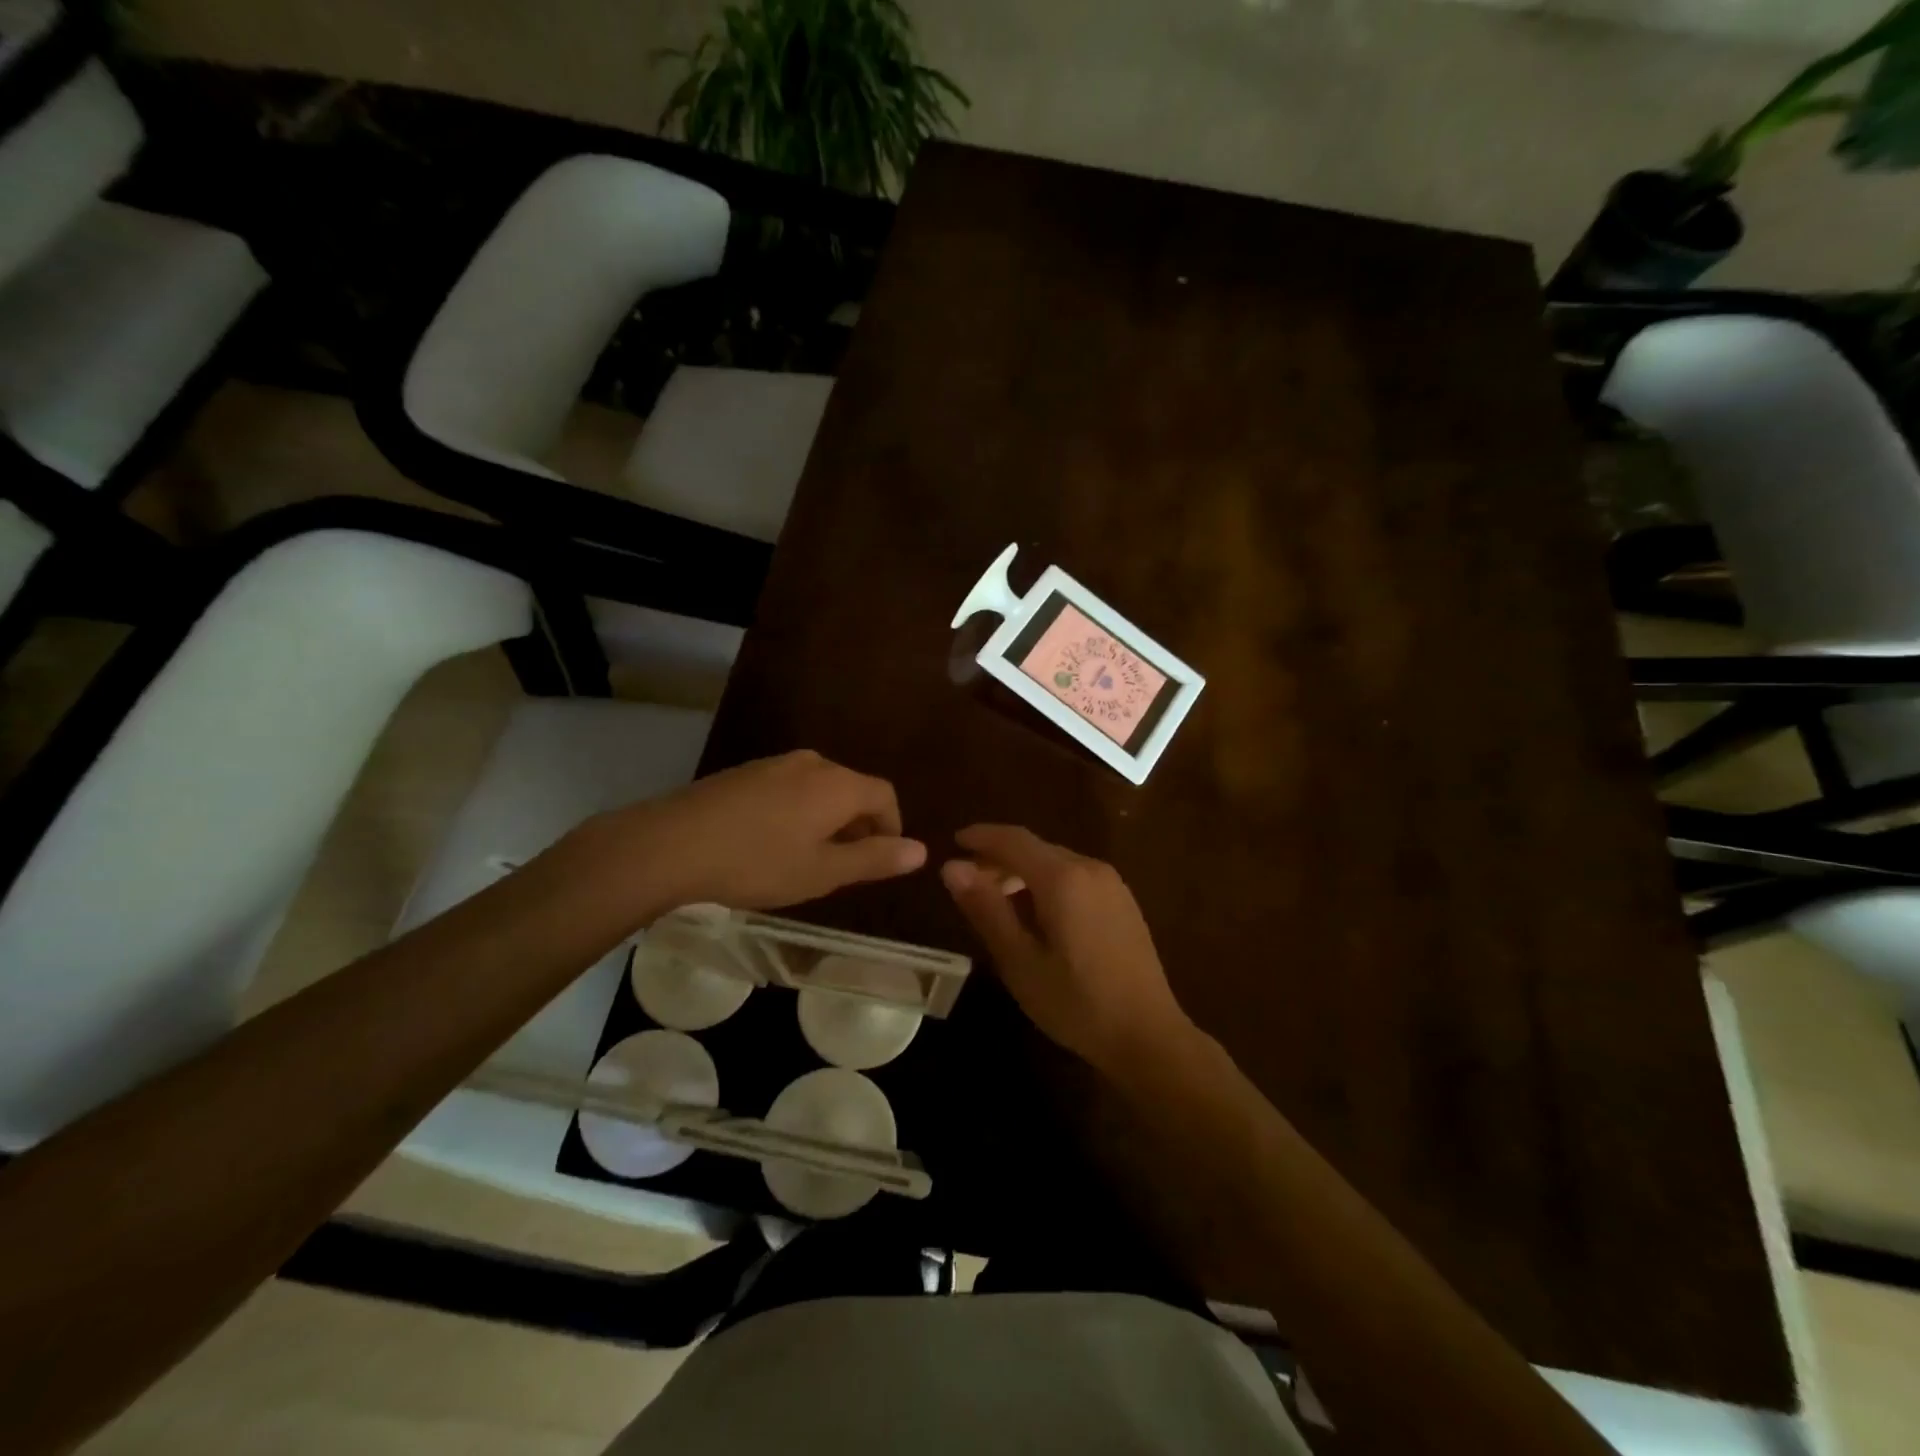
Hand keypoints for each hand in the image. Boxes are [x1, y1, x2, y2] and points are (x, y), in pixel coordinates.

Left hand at [580, 751, 926, 919]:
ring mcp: (775, 764)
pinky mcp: (745, 772)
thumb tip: (922, 850)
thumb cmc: (757, 862)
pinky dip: (798, 812)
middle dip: (859, 825)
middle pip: (852, 789)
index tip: (879, 860)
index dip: (892, 828)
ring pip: (819, 789)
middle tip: (844, 866)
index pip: (885, 795)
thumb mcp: (823, 871)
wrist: (671, 844)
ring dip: (827, 820)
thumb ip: (874, 859)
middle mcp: (812, 763)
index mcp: (838, 784)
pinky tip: (772, 843)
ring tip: (808, 858)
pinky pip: (789, 788)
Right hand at [940, 825, 1194, 1072]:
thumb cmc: (1077, 1002)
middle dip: (998, 858)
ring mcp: (1111, 883)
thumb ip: (986, 909)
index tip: (953, 842)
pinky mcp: (1122, 901)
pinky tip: (1036, 914)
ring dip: (1022, 872)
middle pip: (1035, 848)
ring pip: (1056, 862)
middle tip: (967, 882)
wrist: (1148, 1035)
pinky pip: (1075, 877)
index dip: (981, 837)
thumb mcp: (1020, 961)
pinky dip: (1047, 883)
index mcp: (1063, 878)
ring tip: (996, 900)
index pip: (1013, 839)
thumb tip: (952, 867)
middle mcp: (1090, 868)